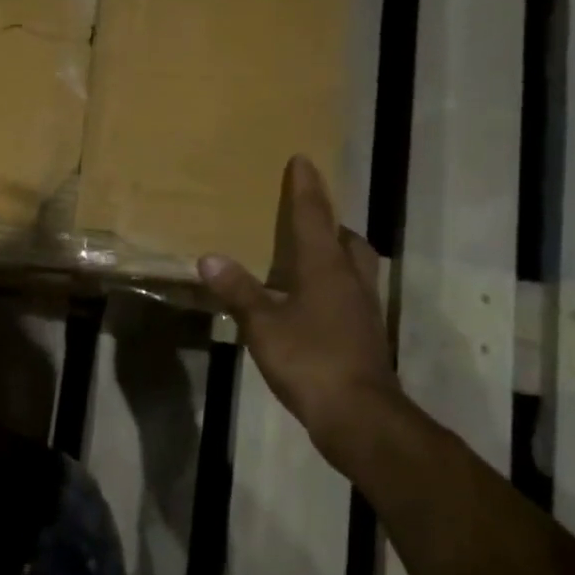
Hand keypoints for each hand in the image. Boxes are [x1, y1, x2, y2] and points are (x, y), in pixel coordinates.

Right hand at [197, 156, 399, 461]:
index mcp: (326, 269)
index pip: (314, 217)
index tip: (303, 160)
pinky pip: (351, 294)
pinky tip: (312, 304)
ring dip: (337, 254)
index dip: (306, 188)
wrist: (359, 415)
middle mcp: (351, 281)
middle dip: (330, 224)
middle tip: (307, 220)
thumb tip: (208, 258)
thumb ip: (238, 291)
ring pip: (355, 267)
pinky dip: (334, 286)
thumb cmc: (310, 360)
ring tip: (308, 258)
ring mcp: (363, 310)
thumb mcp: (263, 325)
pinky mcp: (365, 335)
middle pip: (348, 240)